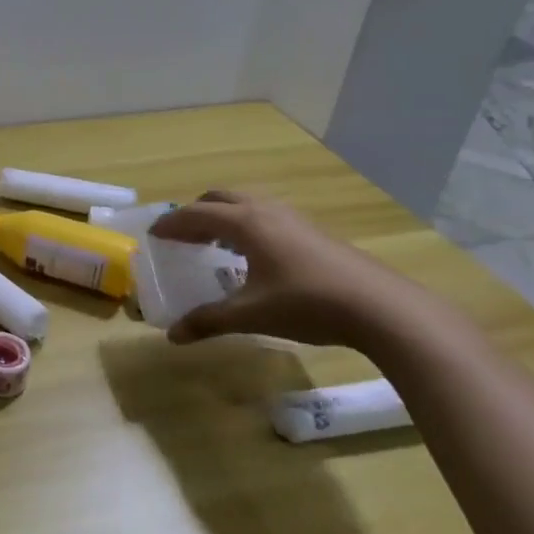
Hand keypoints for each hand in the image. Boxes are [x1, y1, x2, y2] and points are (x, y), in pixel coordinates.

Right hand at [149, 189, 433, 349]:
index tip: (153, 235)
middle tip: (182, 236)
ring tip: (214, 245)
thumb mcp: (250, 315)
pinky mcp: (314, 234)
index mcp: (246, 224)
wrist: (380, 307)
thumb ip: (208, 321)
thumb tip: (173, 335)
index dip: (171, 223)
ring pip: (248, 205)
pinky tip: (254, 258)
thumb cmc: (306, 304)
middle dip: (196, 213)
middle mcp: (267, 212)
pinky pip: (267, 218)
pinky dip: (247, 227)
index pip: (196, 214)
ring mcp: (295, 220)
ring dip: (224, 218)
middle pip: (221, 198)